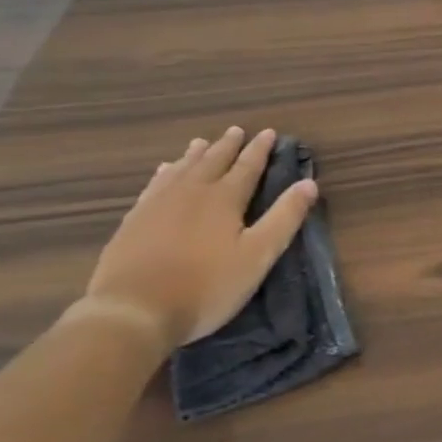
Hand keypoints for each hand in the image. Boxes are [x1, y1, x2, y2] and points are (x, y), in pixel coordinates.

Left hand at [83, 127, 317, 350]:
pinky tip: (163, 171)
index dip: (260, 149)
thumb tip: (309, 183)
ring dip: (196, 154)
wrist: (132, 310)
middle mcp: (192, 191)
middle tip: (236, 130)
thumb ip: (284, 218)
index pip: (247, 166)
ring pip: (182, 168)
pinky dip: (165, 172)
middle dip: (228, 145)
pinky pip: (154, 184)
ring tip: (202, 142)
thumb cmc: (205, 287)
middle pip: (213, 161)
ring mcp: (158, 203)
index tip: (269, 132)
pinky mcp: (134, 219)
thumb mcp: (257, 256)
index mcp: (224, 198)